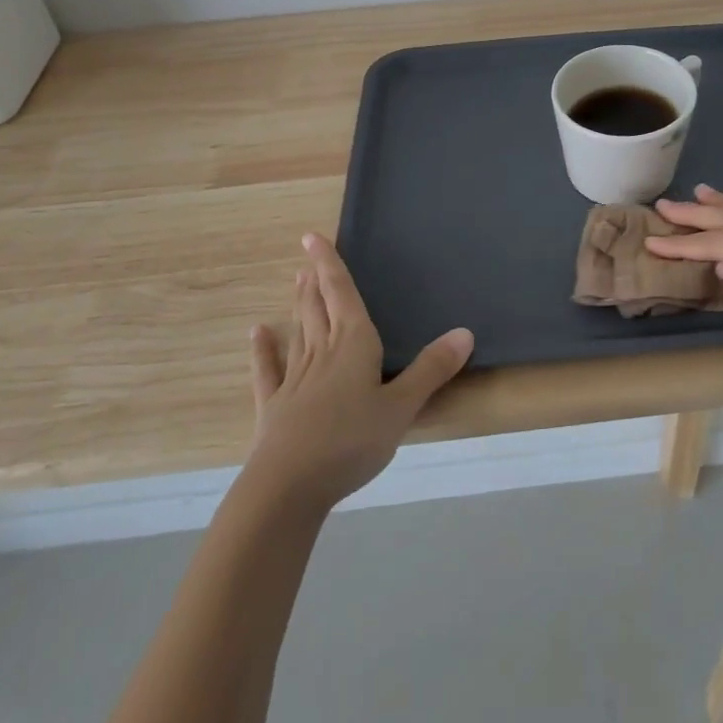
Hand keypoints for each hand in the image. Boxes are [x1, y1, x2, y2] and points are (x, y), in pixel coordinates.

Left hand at [244, 233, 473, 511]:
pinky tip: (258, 334)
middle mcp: (322, 352)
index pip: (341, 294)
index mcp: (354, 345)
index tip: (312, 237)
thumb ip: (431, 370)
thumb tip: (465, 332)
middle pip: (318, 308)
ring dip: (298, 305)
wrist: (288, 486)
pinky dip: (264, 350)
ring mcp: (295, 379)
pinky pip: (269, 370)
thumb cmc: (351, 441)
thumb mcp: (401, 407)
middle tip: (307, 258)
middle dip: (315, 282)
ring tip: (296, 282)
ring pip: (299, 331)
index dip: (330, 264)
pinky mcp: (274, 406)